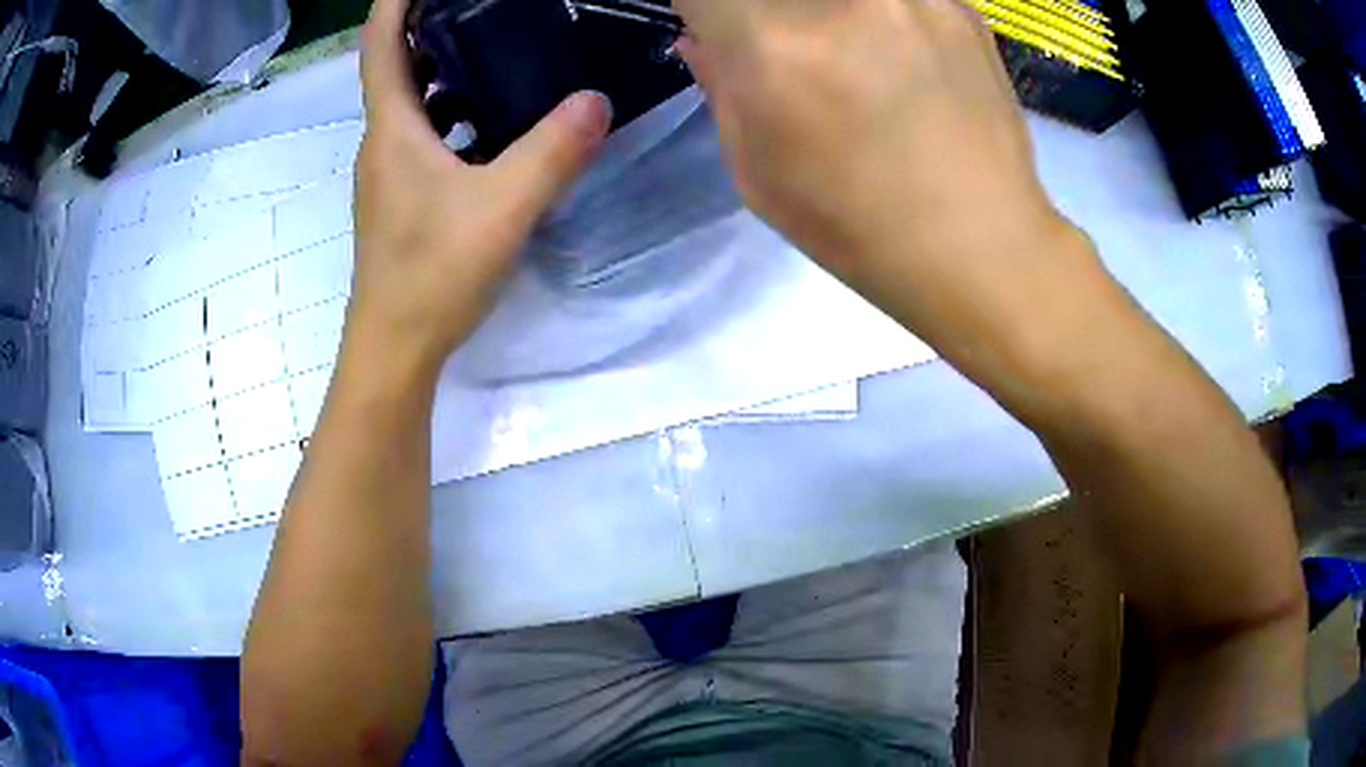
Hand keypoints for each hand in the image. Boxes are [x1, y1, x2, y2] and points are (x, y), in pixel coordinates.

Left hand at [348, 0, 611, 375]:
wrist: (396, 348)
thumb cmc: (433, 273)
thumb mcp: (503, 207)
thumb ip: (552, 151)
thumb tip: (596, 99)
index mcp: (392, 128)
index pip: (380, 42)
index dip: (396, 0)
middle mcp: (382, 141)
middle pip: (395, 64)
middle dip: (427, 24)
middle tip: (478, 4)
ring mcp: (389, 171)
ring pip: (410, 102)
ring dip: (441, 67)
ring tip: (492, 44)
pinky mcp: (402, 197)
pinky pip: (422, 134)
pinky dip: (450, 112)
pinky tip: (491, 120)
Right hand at [673, 0, 1091, 354]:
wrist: (981, 245)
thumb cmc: (856, 225)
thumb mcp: (758, 169)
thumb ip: (721, 84)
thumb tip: (702, 36)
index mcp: (774, 44)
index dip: (708, 11)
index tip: (721, 29)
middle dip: (767, 15)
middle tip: (789, 48)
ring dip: (824, 17)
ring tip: (851, 55)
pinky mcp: (959, 3)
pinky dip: (879, 15)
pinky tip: (899, 53)